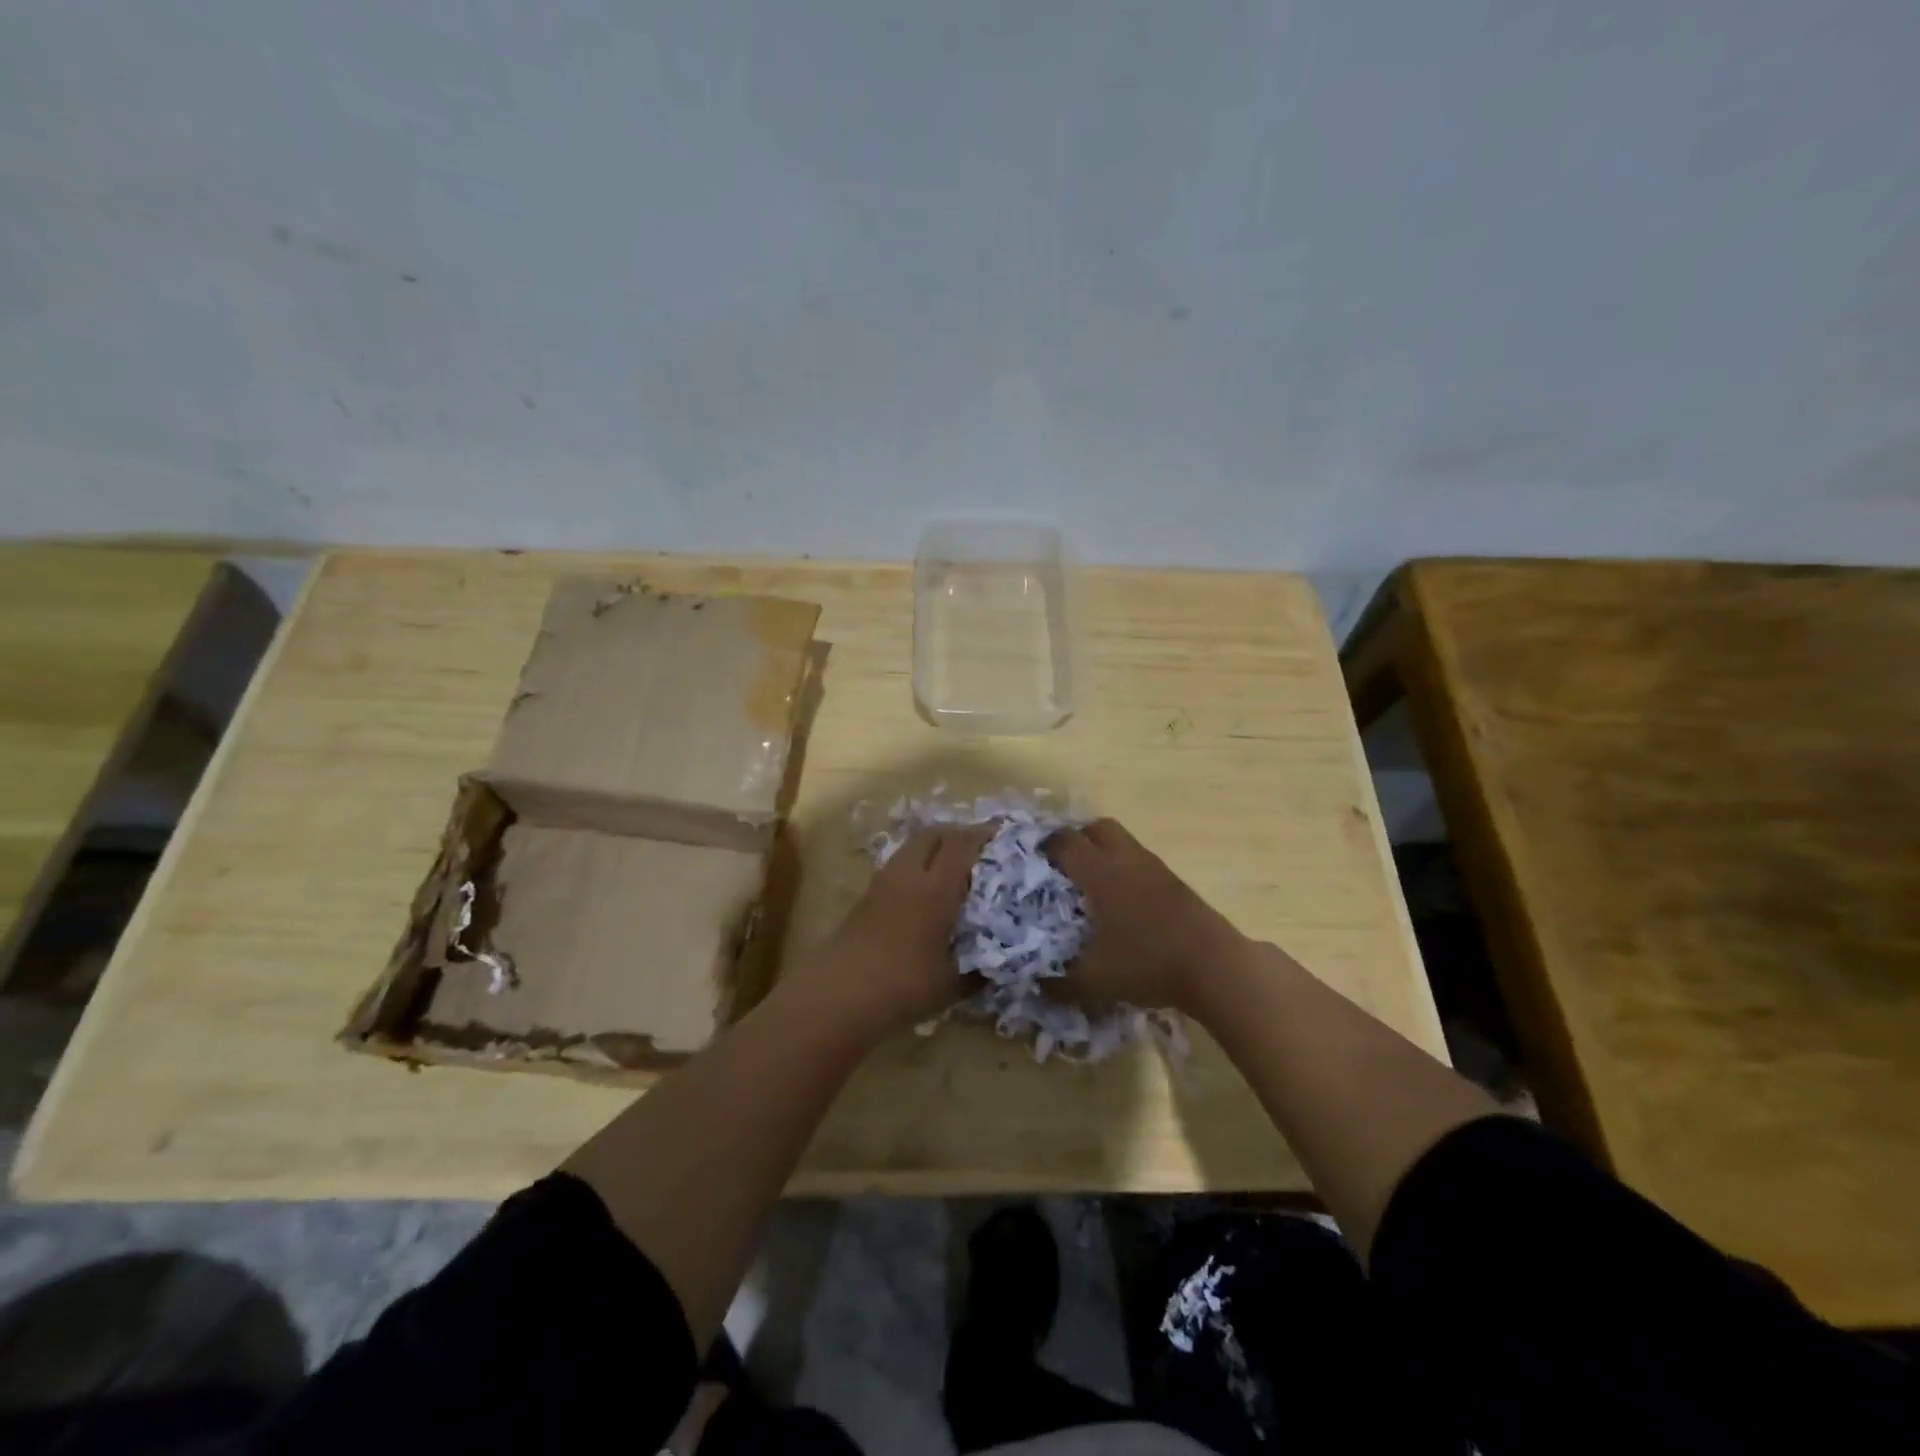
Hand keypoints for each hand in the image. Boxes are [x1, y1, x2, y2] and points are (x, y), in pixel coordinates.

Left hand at [790, 824, 991, 1038]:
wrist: (837, 995)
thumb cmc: (903, 986)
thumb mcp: (952, 984)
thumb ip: (980, 970)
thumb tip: (1002, 964)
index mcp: (936, 889)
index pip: (963, 845)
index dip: (984, 834)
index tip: (1004, 831)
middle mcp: (909, 875)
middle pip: (934, 834)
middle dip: (958, 833)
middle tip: (980, 848)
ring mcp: (883, 884)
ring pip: (912, 848)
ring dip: (935, 848)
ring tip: (955, 868)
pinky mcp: (866, 898)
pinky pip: (899, 866)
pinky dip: (917, 866)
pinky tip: (926, 893)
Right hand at [1045, 818, 1245, 1014]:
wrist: (1215, 966)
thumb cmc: (1147, 963)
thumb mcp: (1095, 981)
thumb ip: (1058, 983)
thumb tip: (1034, 982)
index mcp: (1100, 873)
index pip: (1065, 842)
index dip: (1045, 847)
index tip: (1032, 862)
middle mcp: (1126, 859)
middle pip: (1096, 828)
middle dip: (1077, 839)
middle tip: (1064, 867)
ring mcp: (1154, 867)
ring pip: (1122, 841)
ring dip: (1103, 852)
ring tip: (1092, 885)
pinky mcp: (1174, 881)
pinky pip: (1140, 860)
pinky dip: (1125, 869)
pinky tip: (1123, 902)